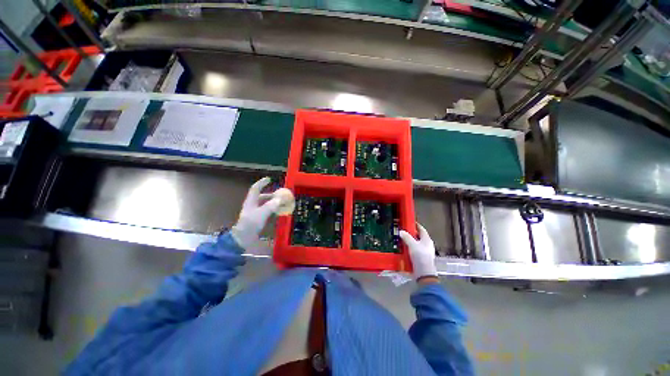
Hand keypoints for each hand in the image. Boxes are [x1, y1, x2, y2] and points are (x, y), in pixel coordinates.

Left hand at [230, 177, 282, 249]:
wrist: (243, 238)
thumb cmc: (251, 224)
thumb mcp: (262, 213)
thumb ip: (271, 206)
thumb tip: (279, 199)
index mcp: (251, 201)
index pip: (255, 188)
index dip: (262, 183)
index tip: (269, 179)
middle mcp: (252, 205)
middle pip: (262, 196)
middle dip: (271, 194)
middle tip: (280, 194)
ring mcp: (254, 212)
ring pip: (264, 204)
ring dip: (272, 202)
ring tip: (281, 203)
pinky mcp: (257, 219)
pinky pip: (266, 211)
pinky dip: (272, 209)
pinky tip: (278, 212)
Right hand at [399, 223, 437, 281]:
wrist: (424, 273)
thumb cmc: (420, 256)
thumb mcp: (412, 245)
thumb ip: (407, 237)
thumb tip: (401, 231)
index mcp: (427, 240)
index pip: (421, 229)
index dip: (416, 225)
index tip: (409, 222)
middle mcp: (427, 245)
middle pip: (418, 236)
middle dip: (411, 233)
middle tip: (402, 230)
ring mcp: (424, 252)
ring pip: (416, 243)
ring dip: (409, 241)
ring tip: (401, 239)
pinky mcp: (421, 258)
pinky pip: (414, 250)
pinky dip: (409, 248)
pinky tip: (403, 248)